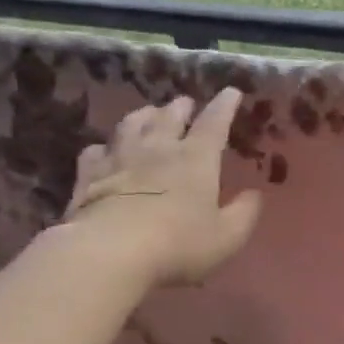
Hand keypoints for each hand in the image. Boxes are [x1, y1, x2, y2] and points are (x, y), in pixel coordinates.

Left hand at [61, 88, 261, 286]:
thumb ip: (244, 213)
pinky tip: (106, 150)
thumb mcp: (227, 236)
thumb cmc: (179, 244)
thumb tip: (254, 195)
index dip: (224, 106)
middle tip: (185, 104)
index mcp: (196, 159)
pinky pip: (97, 150)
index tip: (231, 92)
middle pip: (169, 117)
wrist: (110, 252)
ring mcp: (120, 158)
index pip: (214, 123)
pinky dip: (106, 146)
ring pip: (132, 124)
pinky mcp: (89, 175)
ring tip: (149, 114)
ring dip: (144, 116)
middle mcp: (158, 148)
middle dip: (180, 107)